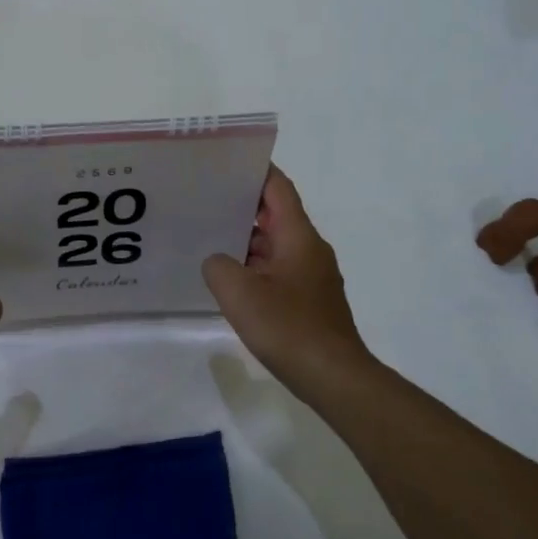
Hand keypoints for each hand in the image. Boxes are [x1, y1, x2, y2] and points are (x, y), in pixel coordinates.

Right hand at [202, 166, 377, 399]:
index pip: (278, 189)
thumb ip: (218, 266)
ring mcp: (312, 276)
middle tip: (204, 201)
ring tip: (209, 239)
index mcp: (298, 236)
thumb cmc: (288, 327)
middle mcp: (310, 249)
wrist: (333, 376)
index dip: (256, 171)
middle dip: (242, 207)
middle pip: (276, 216)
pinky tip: (231, 281)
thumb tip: (217, 261)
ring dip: (246, 242)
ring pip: (276, 246)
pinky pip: (279, 271)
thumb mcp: (239, 293)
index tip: (227, 162)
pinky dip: (255, 268)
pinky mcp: (310, 301)